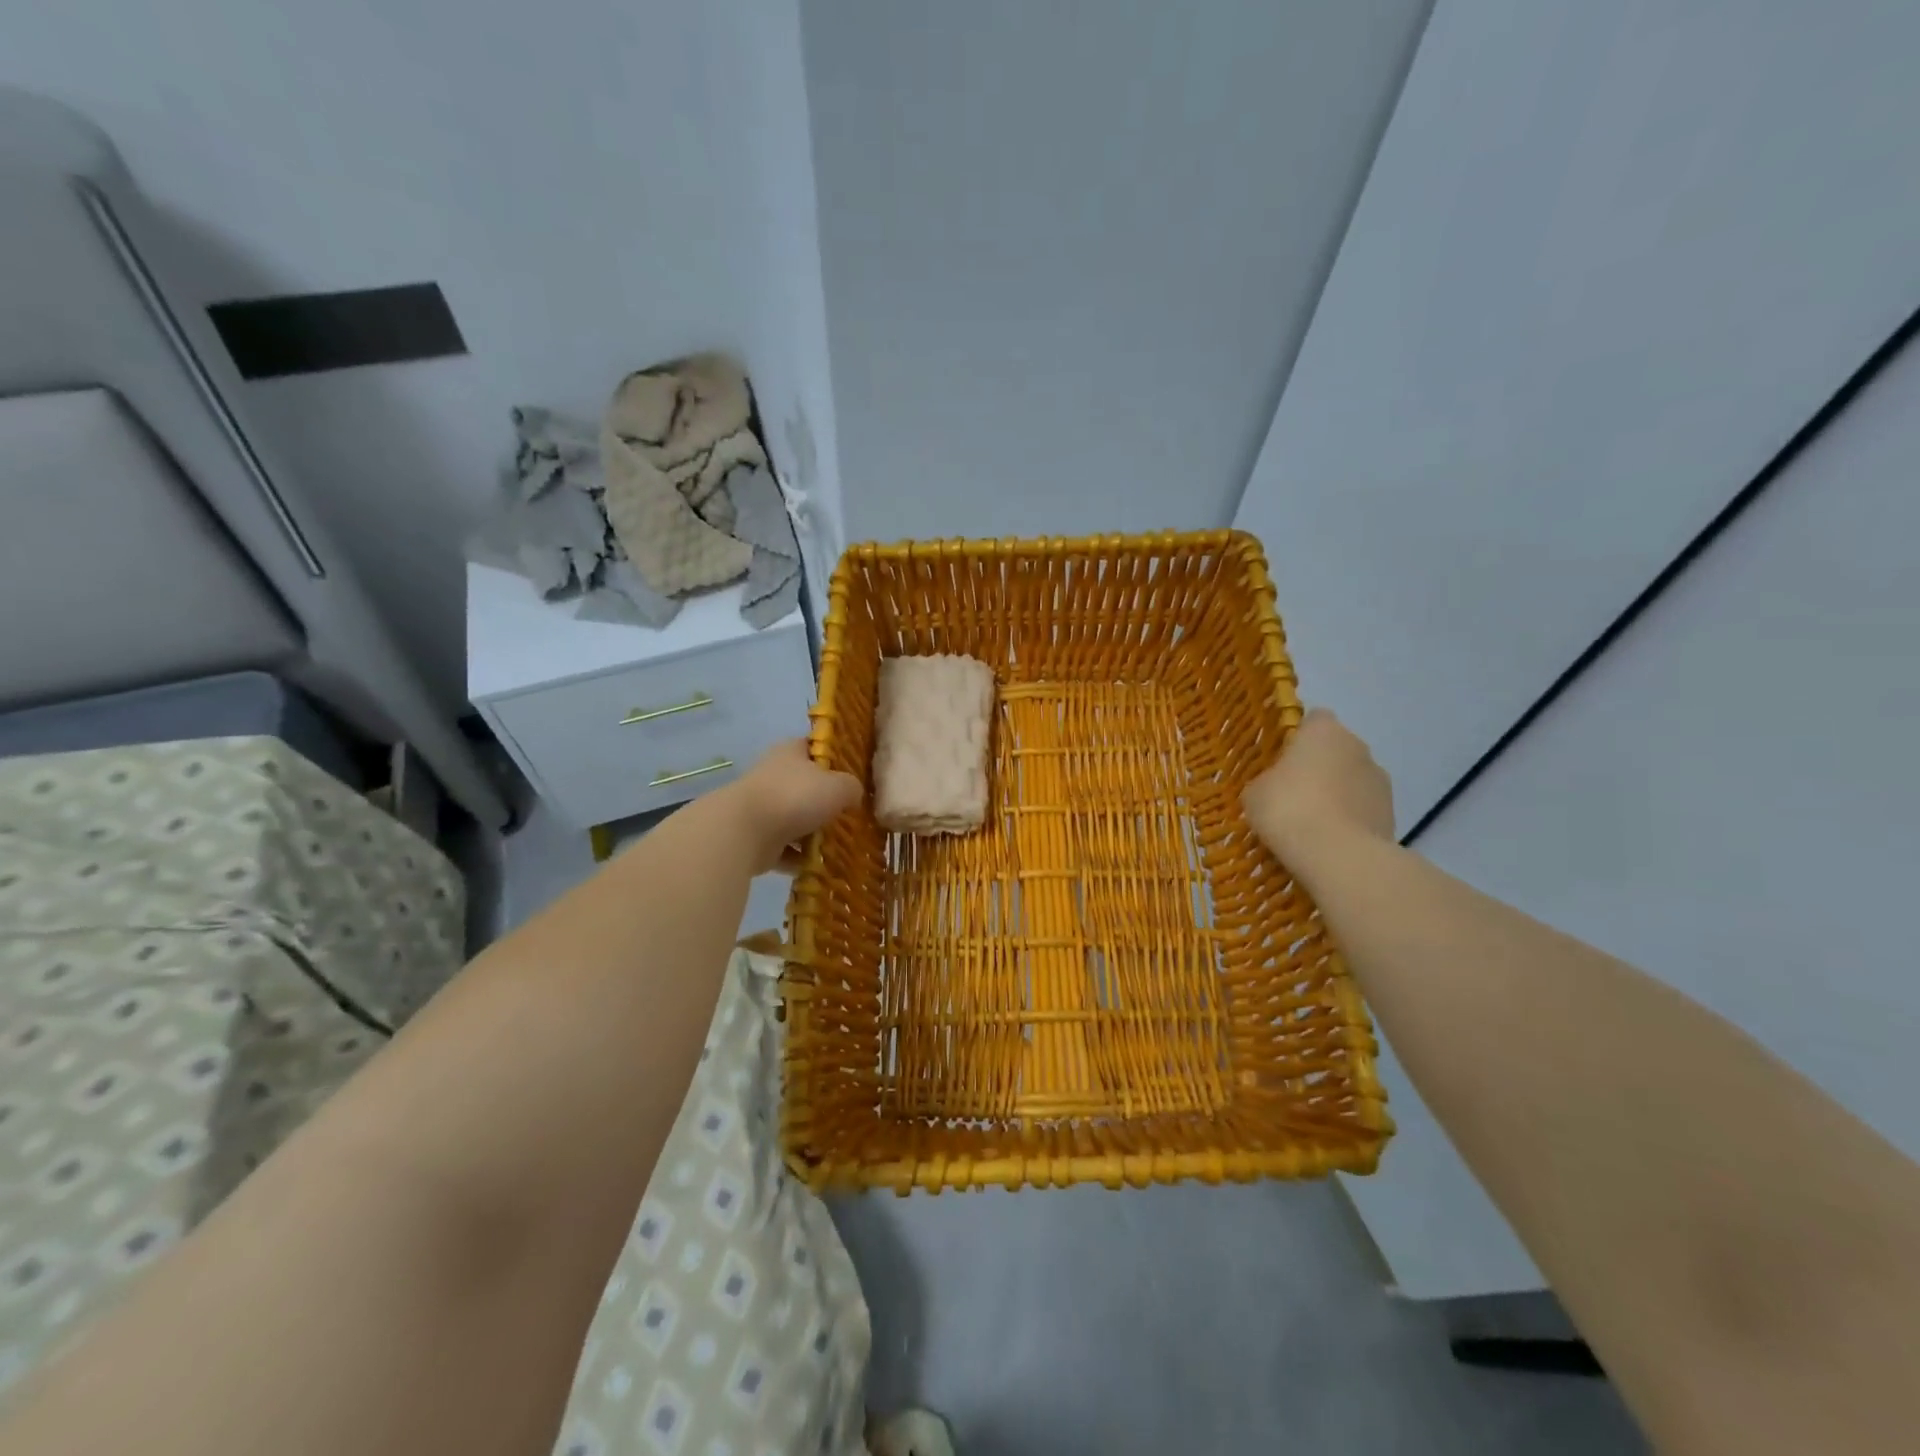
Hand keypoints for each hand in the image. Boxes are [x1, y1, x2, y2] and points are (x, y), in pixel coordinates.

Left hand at [718, 739, 862, 872]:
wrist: (744, 832)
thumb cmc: (795, 797)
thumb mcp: (838, 786)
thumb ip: (852, 787)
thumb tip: (853, 795)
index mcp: (790, 752)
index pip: (814, 746)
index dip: (833, 757)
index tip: (852, 774)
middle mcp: (774, 775)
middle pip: (806, 786)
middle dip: (825, 801)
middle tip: (849, 814)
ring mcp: (762, 807)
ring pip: (795, 819)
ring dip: (812, 833)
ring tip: (838, 844)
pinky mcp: (755, 838)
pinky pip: (784, 848)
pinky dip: (798, 857)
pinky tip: (817, 865)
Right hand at [1242, 708, 1394, 861]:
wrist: (1339, 856)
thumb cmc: (1288, 810)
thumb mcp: (1255, 793)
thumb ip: (1267, 780)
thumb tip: (1276, 786)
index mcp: (1324, 731)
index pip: (1314, 719)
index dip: (1298, 737)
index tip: (1282, 759)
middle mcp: (1358, 746)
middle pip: (1335, 750)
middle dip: (1318, 767)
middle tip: (1293, 794)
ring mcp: (1380, 780)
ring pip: (1351, 779)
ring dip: (1337, 793)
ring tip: (1313, 823)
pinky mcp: (1392, 812)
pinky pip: (1362, 808)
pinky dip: (1350, 818)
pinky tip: (1330, 840)